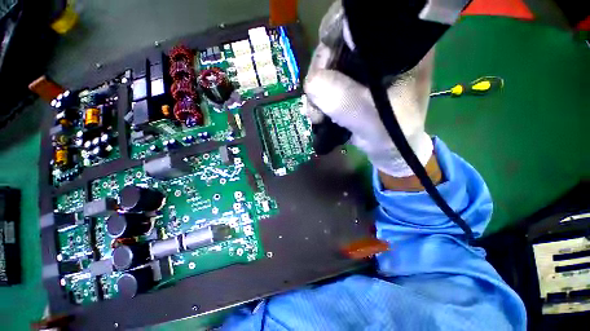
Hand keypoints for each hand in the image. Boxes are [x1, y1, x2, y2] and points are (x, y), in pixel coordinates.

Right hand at [304, 3, 434, 177]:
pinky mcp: (351, 82)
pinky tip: (318, 114)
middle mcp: (379, 50)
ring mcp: (362, 67)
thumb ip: (343, 99)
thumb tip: (312, 82)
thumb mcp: (369, 119)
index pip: (360, 22)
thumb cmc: (391, 135)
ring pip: (327, 65)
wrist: (390, 149)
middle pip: (336, 44)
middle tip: (315, 103)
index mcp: (398, 48)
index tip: (322, 66)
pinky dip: (318, 98)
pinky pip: (326, 81)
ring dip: (316, 91)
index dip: (334, 35)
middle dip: (320, 74)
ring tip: (316, 116)